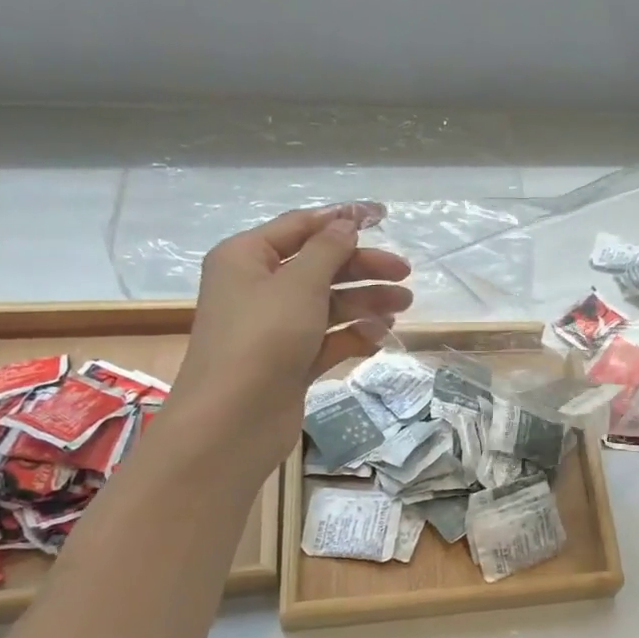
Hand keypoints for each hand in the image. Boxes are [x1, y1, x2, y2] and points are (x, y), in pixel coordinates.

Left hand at [171, 204, 412, 473]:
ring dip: (365, 301)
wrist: (233, 420)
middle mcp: (258, 288)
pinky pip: (328, 338)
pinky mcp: (290, 361)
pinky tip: (381, 335)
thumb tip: (346, 222)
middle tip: (404, 274)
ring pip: (328, 303)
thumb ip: (328, 250)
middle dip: (362, 267)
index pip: (300, 227)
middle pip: (319, 266)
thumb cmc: (262, 338)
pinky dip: (354, 333)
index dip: (341, 220)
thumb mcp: (298, 284)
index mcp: (246, 257)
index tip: (383, 217)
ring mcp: (275, 327)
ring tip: (403, 305)